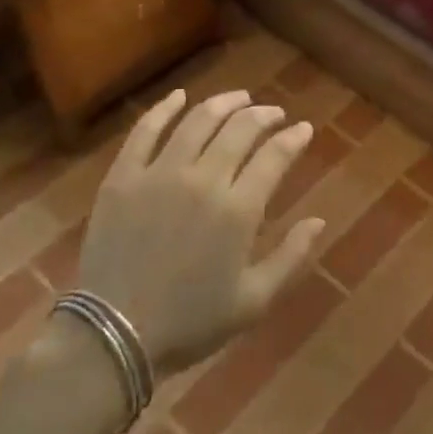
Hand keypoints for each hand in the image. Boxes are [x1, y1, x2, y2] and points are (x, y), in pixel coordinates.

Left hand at [60, 88, 325, 377]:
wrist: (113, 336)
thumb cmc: (190, 323)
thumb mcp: (254, 301)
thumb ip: (291, 256)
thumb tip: (319, 220)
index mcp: (238, 210)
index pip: (274, 156)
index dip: (293, 138)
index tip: (303, 129)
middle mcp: (203, 180)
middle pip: (239, 129)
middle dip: (263, 115)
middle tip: (273, 113)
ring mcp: (159, 174)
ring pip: (198, 121)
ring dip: (224, 103)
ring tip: (238, 98)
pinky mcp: (123, 177)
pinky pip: (145, 131)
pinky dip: (164, 109)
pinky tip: (179, 97)